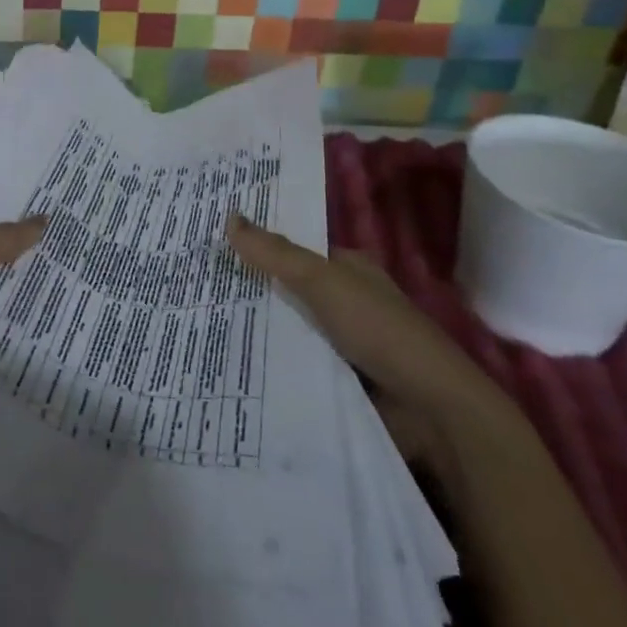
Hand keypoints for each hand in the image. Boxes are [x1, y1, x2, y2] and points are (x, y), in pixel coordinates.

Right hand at [226, 213, 513, 474]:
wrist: (432, 411)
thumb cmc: (379, 330)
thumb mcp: (322, 281)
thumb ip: (275, 253)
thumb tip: (228, 215)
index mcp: (349, 269)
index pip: (293, 252)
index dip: (256, 247)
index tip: (211, 247)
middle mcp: (346, 302)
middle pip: (287, 292)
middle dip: (249, 291)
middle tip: (194, 286)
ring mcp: (343, 344)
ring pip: (288, 330)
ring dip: (256, 331)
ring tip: (200, 324)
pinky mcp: (339, 382)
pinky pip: (296, 366)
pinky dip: (272, 365)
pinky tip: (231, 363)